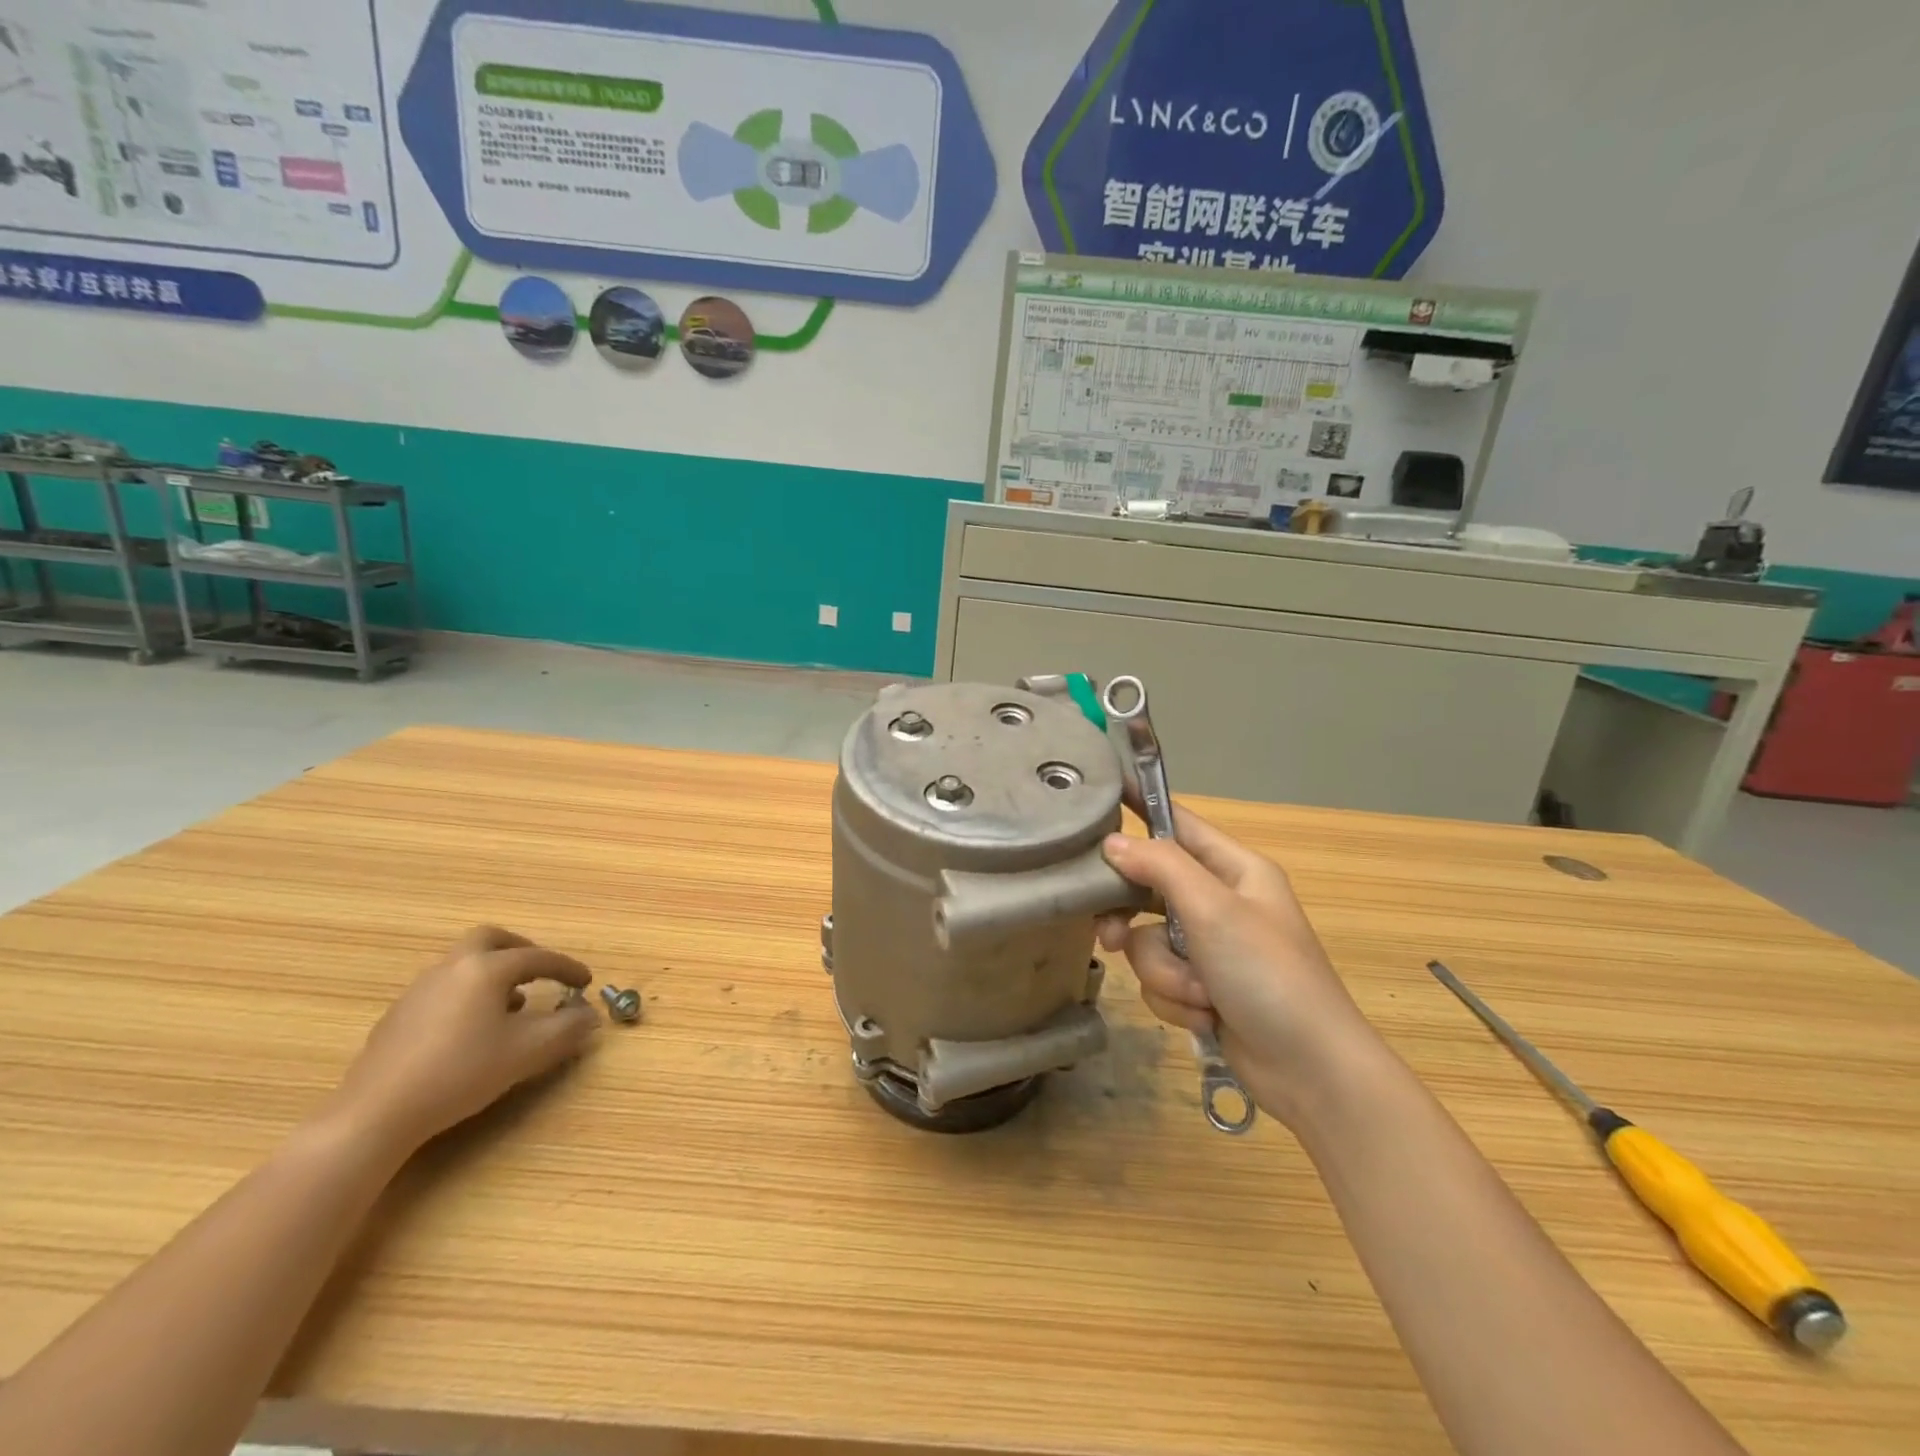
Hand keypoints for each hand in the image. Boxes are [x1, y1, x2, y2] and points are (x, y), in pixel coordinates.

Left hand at [327, 926, 599, 1153]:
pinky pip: (443, 988)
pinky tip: (471, 1029)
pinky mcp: (397, 1016)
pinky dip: (467, 993)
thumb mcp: (528, 1052)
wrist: (375, 1114)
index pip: (538, 957)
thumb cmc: (461, 1073)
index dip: (566, 968)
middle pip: (490, 939)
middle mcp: (452, 967)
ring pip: (463, 963)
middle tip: (540, 970)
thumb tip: (589, 1014)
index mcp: (486, 969)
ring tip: (511, 1004)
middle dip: (521, 949)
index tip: (585, 982)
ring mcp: (419, 990)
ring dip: (492, 973)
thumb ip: (567, 1028)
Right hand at [1098, 810, 1384, 1124]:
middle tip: (1109, 936)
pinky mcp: (1201, 988)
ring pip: (1147, 942)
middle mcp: (1219, 902)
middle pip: (1148, 888)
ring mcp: (1209, 948)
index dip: (1138, 808)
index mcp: (1235, 869)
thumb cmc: (1269, 975)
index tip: (1096, 797)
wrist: (1311, 1071)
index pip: (1177, 823)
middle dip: (1133, 921)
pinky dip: (1175, 999)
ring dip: (1166, 972)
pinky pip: (1160, 979)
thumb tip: (1112, 842)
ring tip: (1200, 993)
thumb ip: (1160, 867)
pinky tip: (1205, 1015)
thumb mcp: (1214, 911)